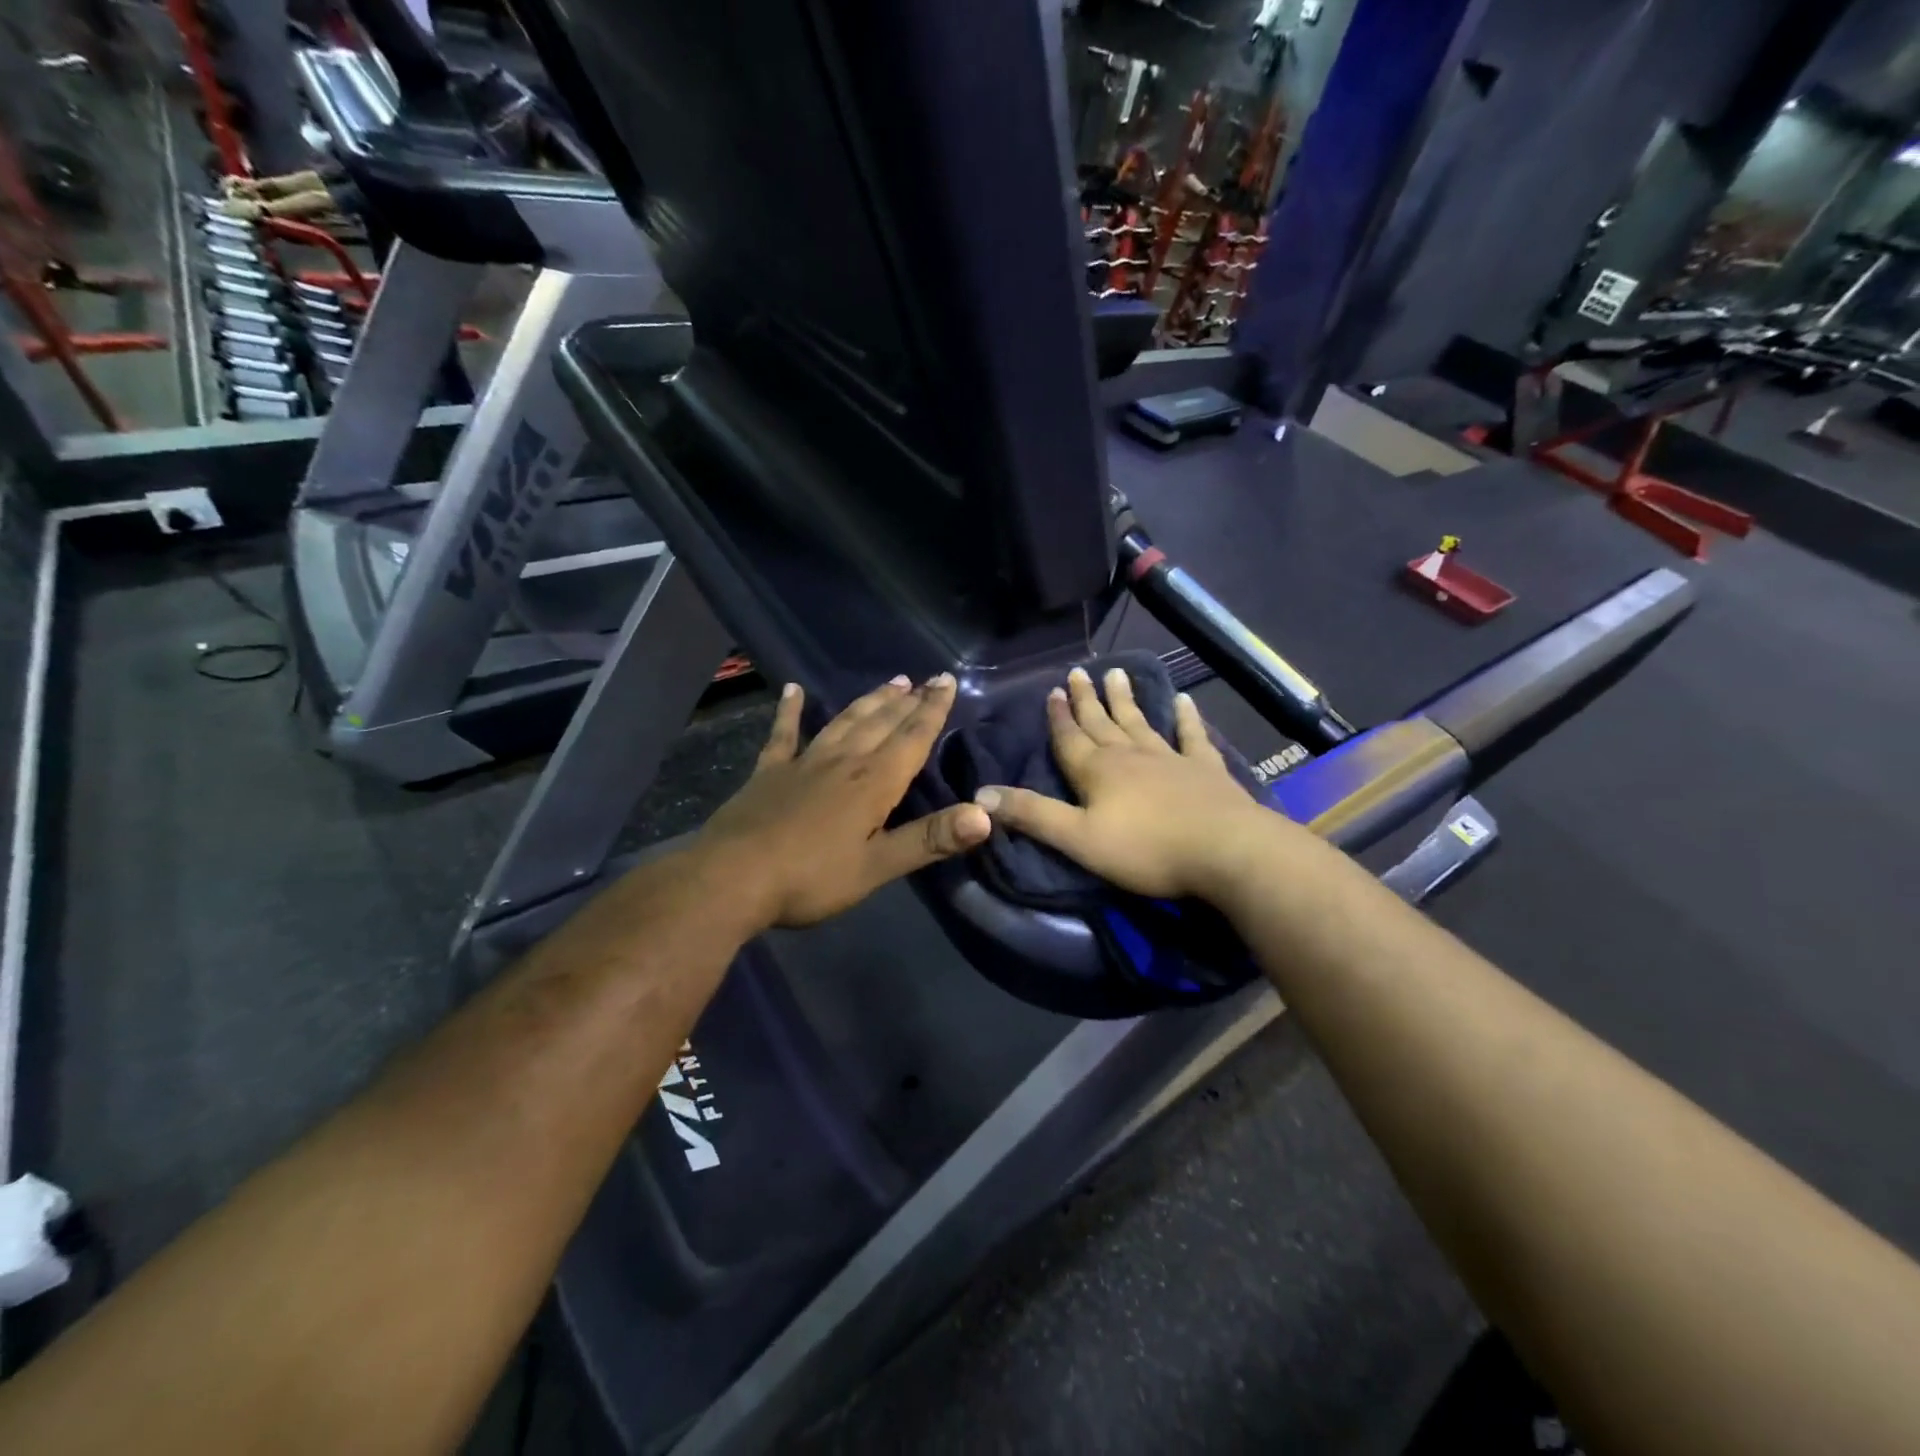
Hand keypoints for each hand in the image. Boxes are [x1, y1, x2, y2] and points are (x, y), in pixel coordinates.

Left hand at [696, 675, 990, 929]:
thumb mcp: (877, 867)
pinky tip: (793, 690)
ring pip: (844, 722)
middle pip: (881, 723)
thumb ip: (930, 840)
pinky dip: (790, 711)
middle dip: (907, 700)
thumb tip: (985, 816)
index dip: (932, 710)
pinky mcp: (769, 772)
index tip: (946, 681)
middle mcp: (843, 762)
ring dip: (869, 701)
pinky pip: (784, 734)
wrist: (731, 878)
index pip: (912, 738)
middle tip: (925, 678)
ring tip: (890, 682)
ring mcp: (803, 763)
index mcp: (873, 783)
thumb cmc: (811, 878)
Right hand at [974, 666, 1274, 899]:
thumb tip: (981, 793)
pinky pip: (1191, 735)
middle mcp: (1130, 755)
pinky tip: (1184, 700)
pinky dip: (1186, 717)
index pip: (1070, 738)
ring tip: (1116, 674)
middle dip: (1086, 700)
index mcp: (1097, 771)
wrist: (1225, 850)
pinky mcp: (1204, 768)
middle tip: (1077, 673)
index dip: (1058, 717)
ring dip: (1126, 699)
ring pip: (1140, 722)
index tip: (1051, 691)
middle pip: (1102, 722)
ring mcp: (1170, 758)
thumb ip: (1032, 815)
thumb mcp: (1078, 839)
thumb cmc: (1146, 849)